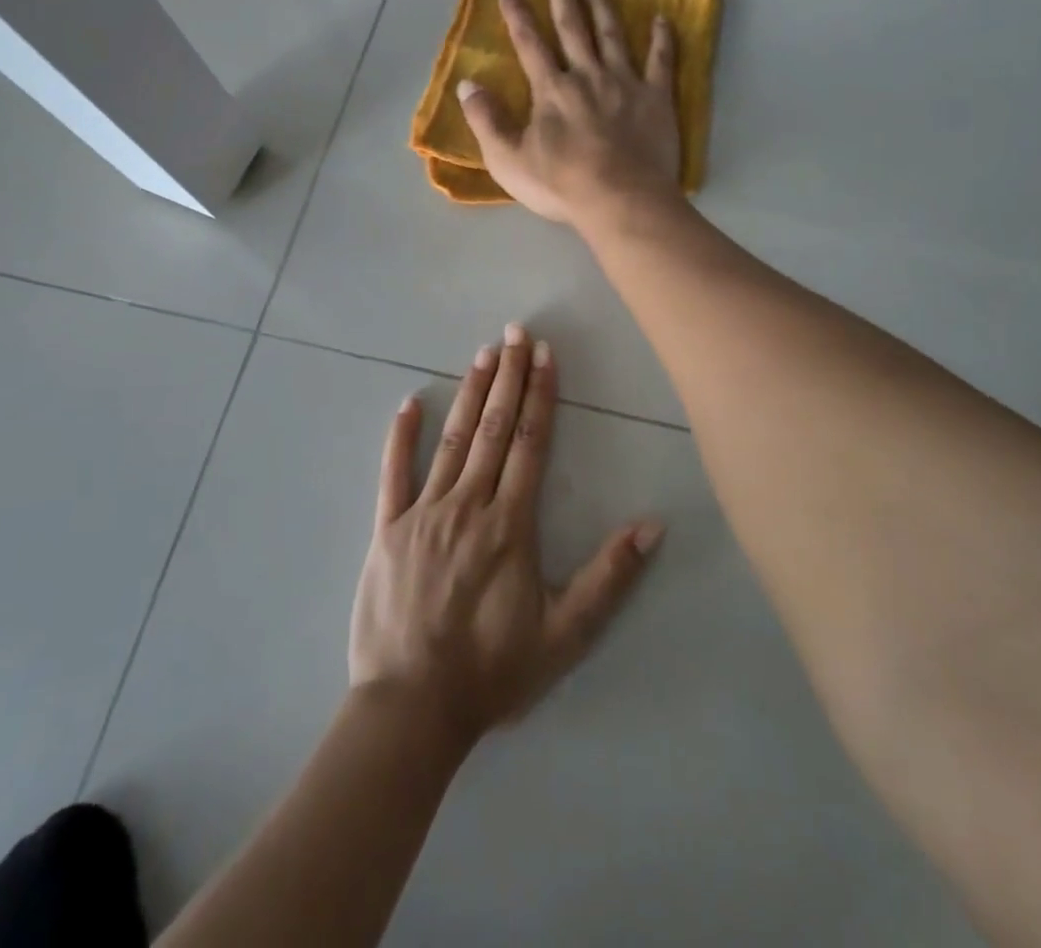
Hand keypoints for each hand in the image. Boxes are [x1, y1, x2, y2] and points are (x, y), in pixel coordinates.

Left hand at [349, 325, 663, 742]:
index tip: (545, 354)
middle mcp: (468, 504)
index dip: (540, 394)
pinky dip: (401, 436)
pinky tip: (410, 403)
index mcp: (510, 523)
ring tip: (483, 353)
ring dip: (470, 394)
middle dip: (508, 376)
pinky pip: (394, 473)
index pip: (531, 442)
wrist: (411, 708)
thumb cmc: (493, 670)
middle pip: (494, 428)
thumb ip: (609, 577)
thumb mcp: (564, 633)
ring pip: (453, 439)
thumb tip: (652, 525)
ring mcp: (423, 512)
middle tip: (516, 331)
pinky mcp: (387, 528)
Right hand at [458, 0, 682, 227]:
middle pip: (573, 29)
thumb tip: (467, 85)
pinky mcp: (656, 98)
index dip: (518, 16)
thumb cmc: (561, 185)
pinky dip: (662, 39)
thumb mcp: (508, 159)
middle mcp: (587, 76)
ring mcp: (625, 83)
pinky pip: (661, 61)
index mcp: (551, 90)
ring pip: (613, 35)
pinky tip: (662, 19)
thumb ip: (486, 121)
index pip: (530, 44)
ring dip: (603, 7)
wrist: (620, 200)